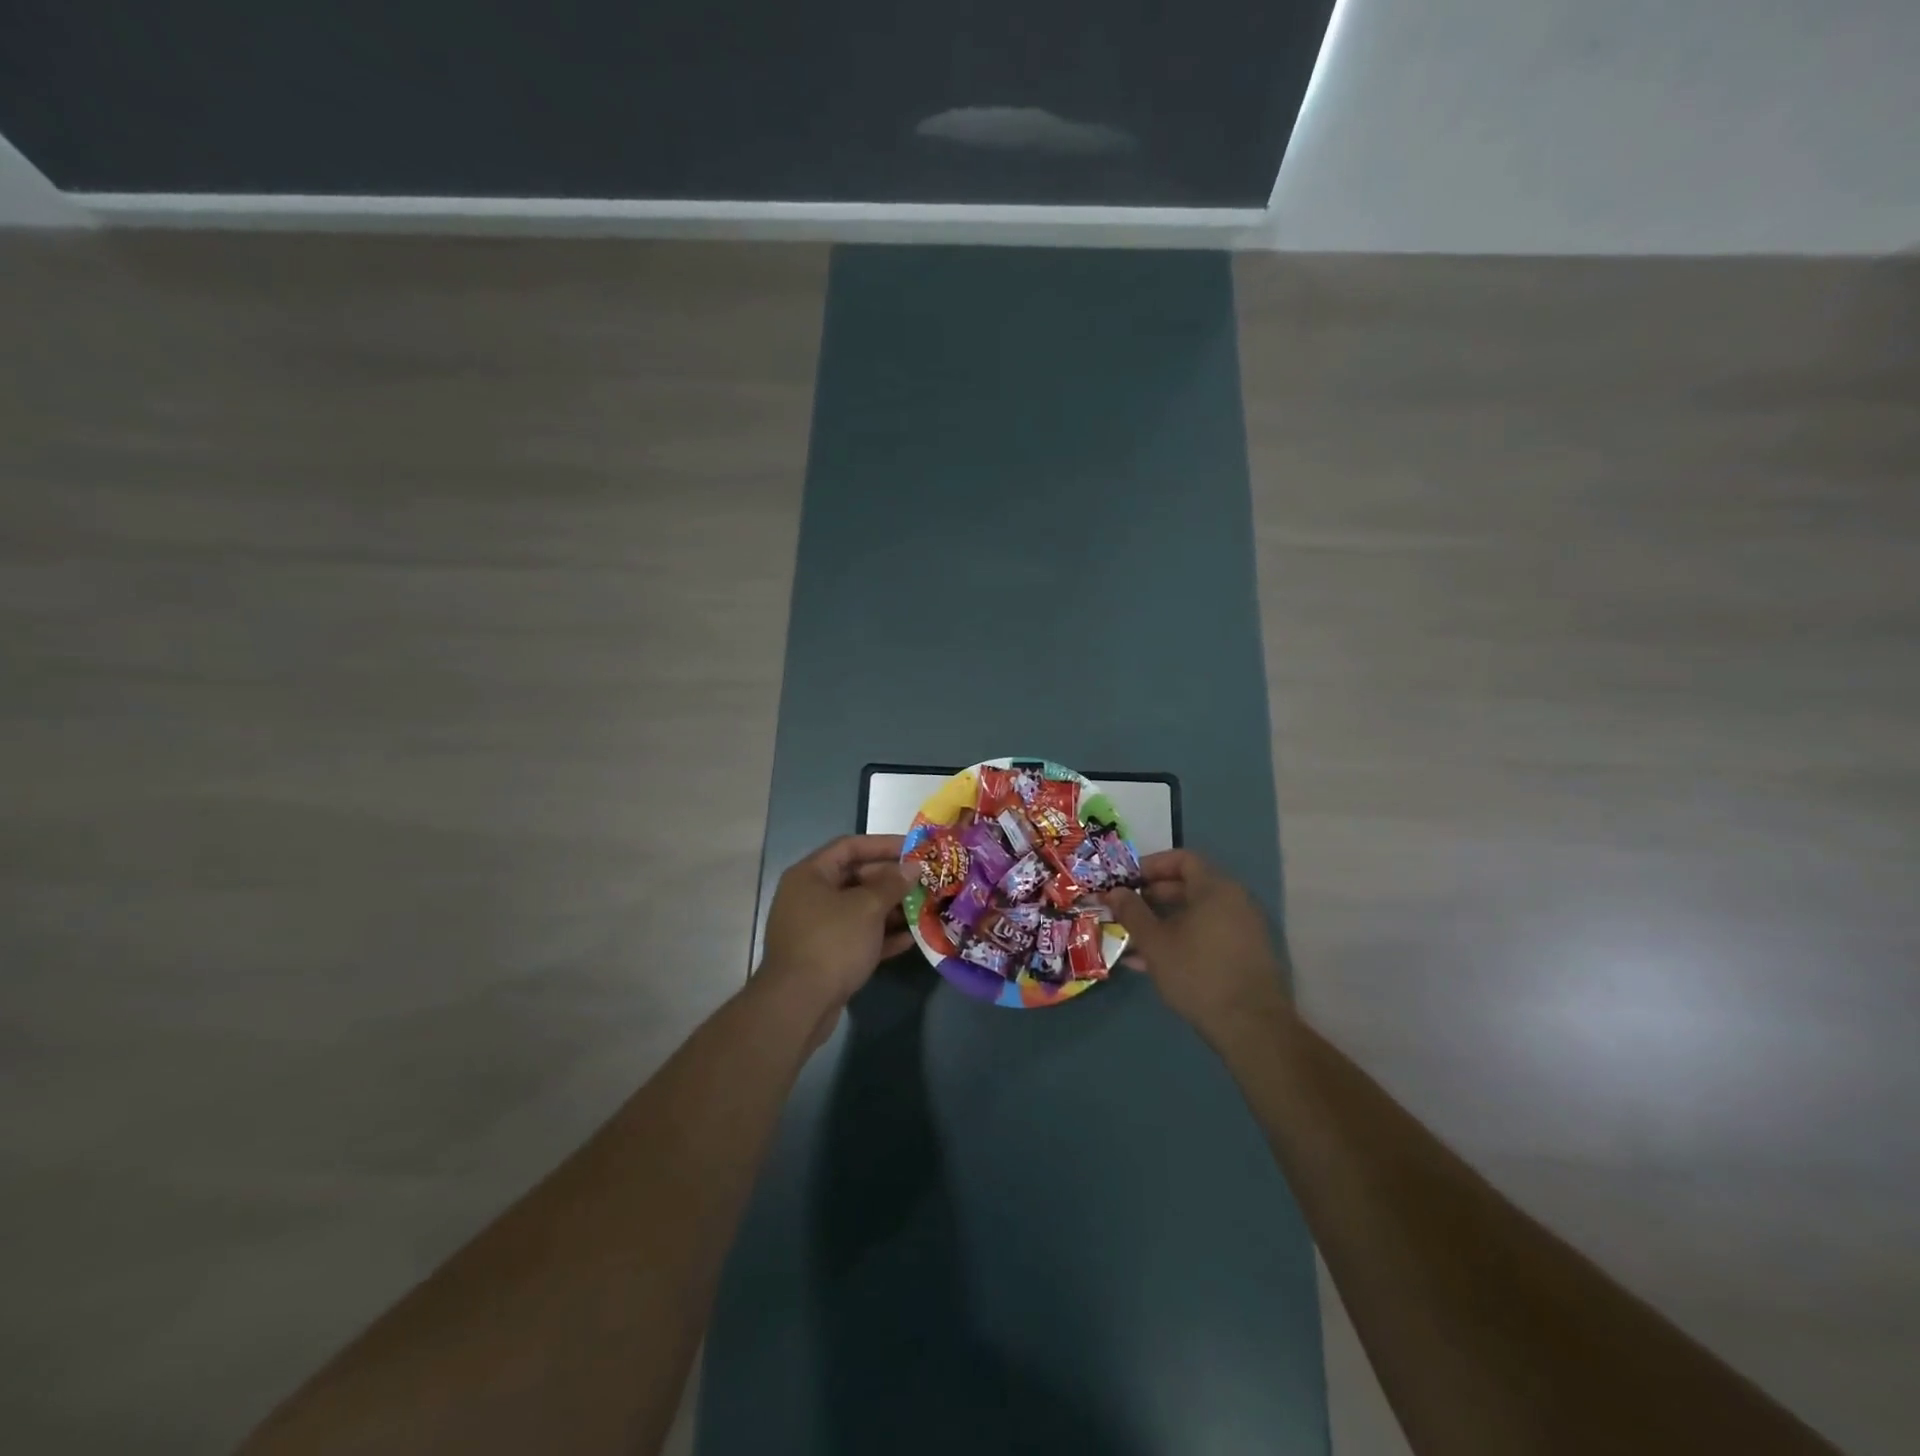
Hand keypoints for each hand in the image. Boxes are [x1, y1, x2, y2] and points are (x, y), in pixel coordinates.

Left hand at [759, 834, 915, 1016]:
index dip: (883, 844)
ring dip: (890, 909)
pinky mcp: (824, 956)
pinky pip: (856, 937)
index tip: (914, 849)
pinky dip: (880, 936)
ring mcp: (816, 928)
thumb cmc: (832, 942)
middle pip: (855, 878)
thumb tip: (912, 867)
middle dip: (891, 880)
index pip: (849, 846)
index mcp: (810, 875)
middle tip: (924, 882)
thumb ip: (892, 884)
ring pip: (858, 910)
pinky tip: (910, 939)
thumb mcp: (867, 908)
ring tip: (923, 909)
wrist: (798, 1005)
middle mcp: (809, 896)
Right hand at [1105, 849, 1291, 1038]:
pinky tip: (1153, 964)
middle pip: (1189, 886)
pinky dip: (1181, 940)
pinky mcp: (1245, 955)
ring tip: (1132, 940)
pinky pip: (1207, 935)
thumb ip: (1132, 912)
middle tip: (1125, 909)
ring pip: (1196, 914)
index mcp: (1215, 888)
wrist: (1251, 1027)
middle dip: (1152, 896)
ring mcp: (1243, 929)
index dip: (1151, 865)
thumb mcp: (1155, 942)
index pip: (1182, 858)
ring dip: (1163, 922)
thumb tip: (1114, 891)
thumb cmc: (1198, 973)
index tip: (1126, 881)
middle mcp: (1234, 901)